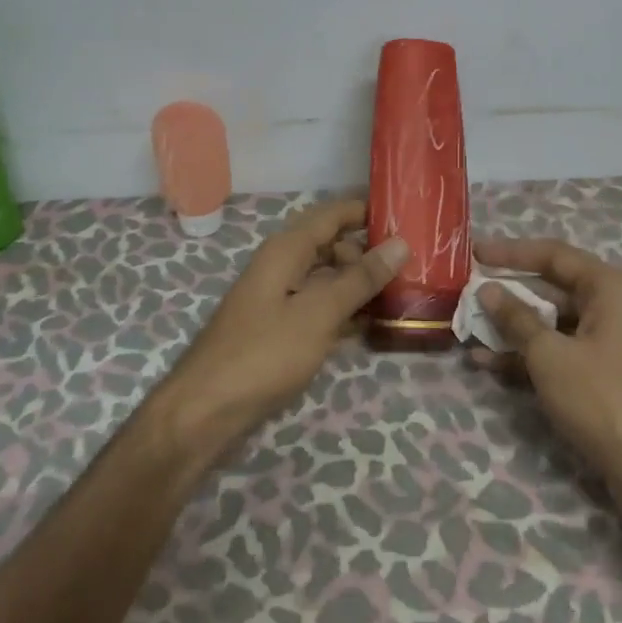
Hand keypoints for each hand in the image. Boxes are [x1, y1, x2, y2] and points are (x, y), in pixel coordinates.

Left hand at [169, 199, 407, 440]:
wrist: (207, 410)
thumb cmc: (264, 353)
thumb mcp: (319, 312)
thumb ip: (360, 279)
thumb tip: (400, 243)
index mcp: (286, 250)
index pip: (332, 214)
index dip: (367, 211)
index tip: (408, 216)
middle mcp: (282, 266)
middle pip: (332, 246)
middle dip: (369, 252)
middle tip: (414, 266)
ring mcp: (280, 299)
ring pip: (328, 279)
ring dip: (360, 285)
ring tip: (405, 293)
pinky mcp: (281, 330)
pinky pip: (320, 308)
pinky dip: (345, 312)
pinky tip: (374, 325)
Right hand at [472, 236, 621, 515]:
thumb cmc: (605, 399)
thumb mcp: (551, 356)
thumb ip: (516, 319)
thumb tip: (487, 290)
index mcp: (610, 288)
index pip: (553, 255)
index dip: (511, 252)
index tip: (474, 252)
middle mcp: (616, 308)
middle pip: (553, 289)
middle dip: (509, 295)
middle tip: (468, 295)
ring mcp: (613, 344)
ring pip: (554, 325)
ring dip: (514, 330)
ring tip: (469, 332)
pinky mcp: (607, 376)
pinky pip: (562, 353)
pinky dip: (530, 356)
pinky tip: (490, 364)